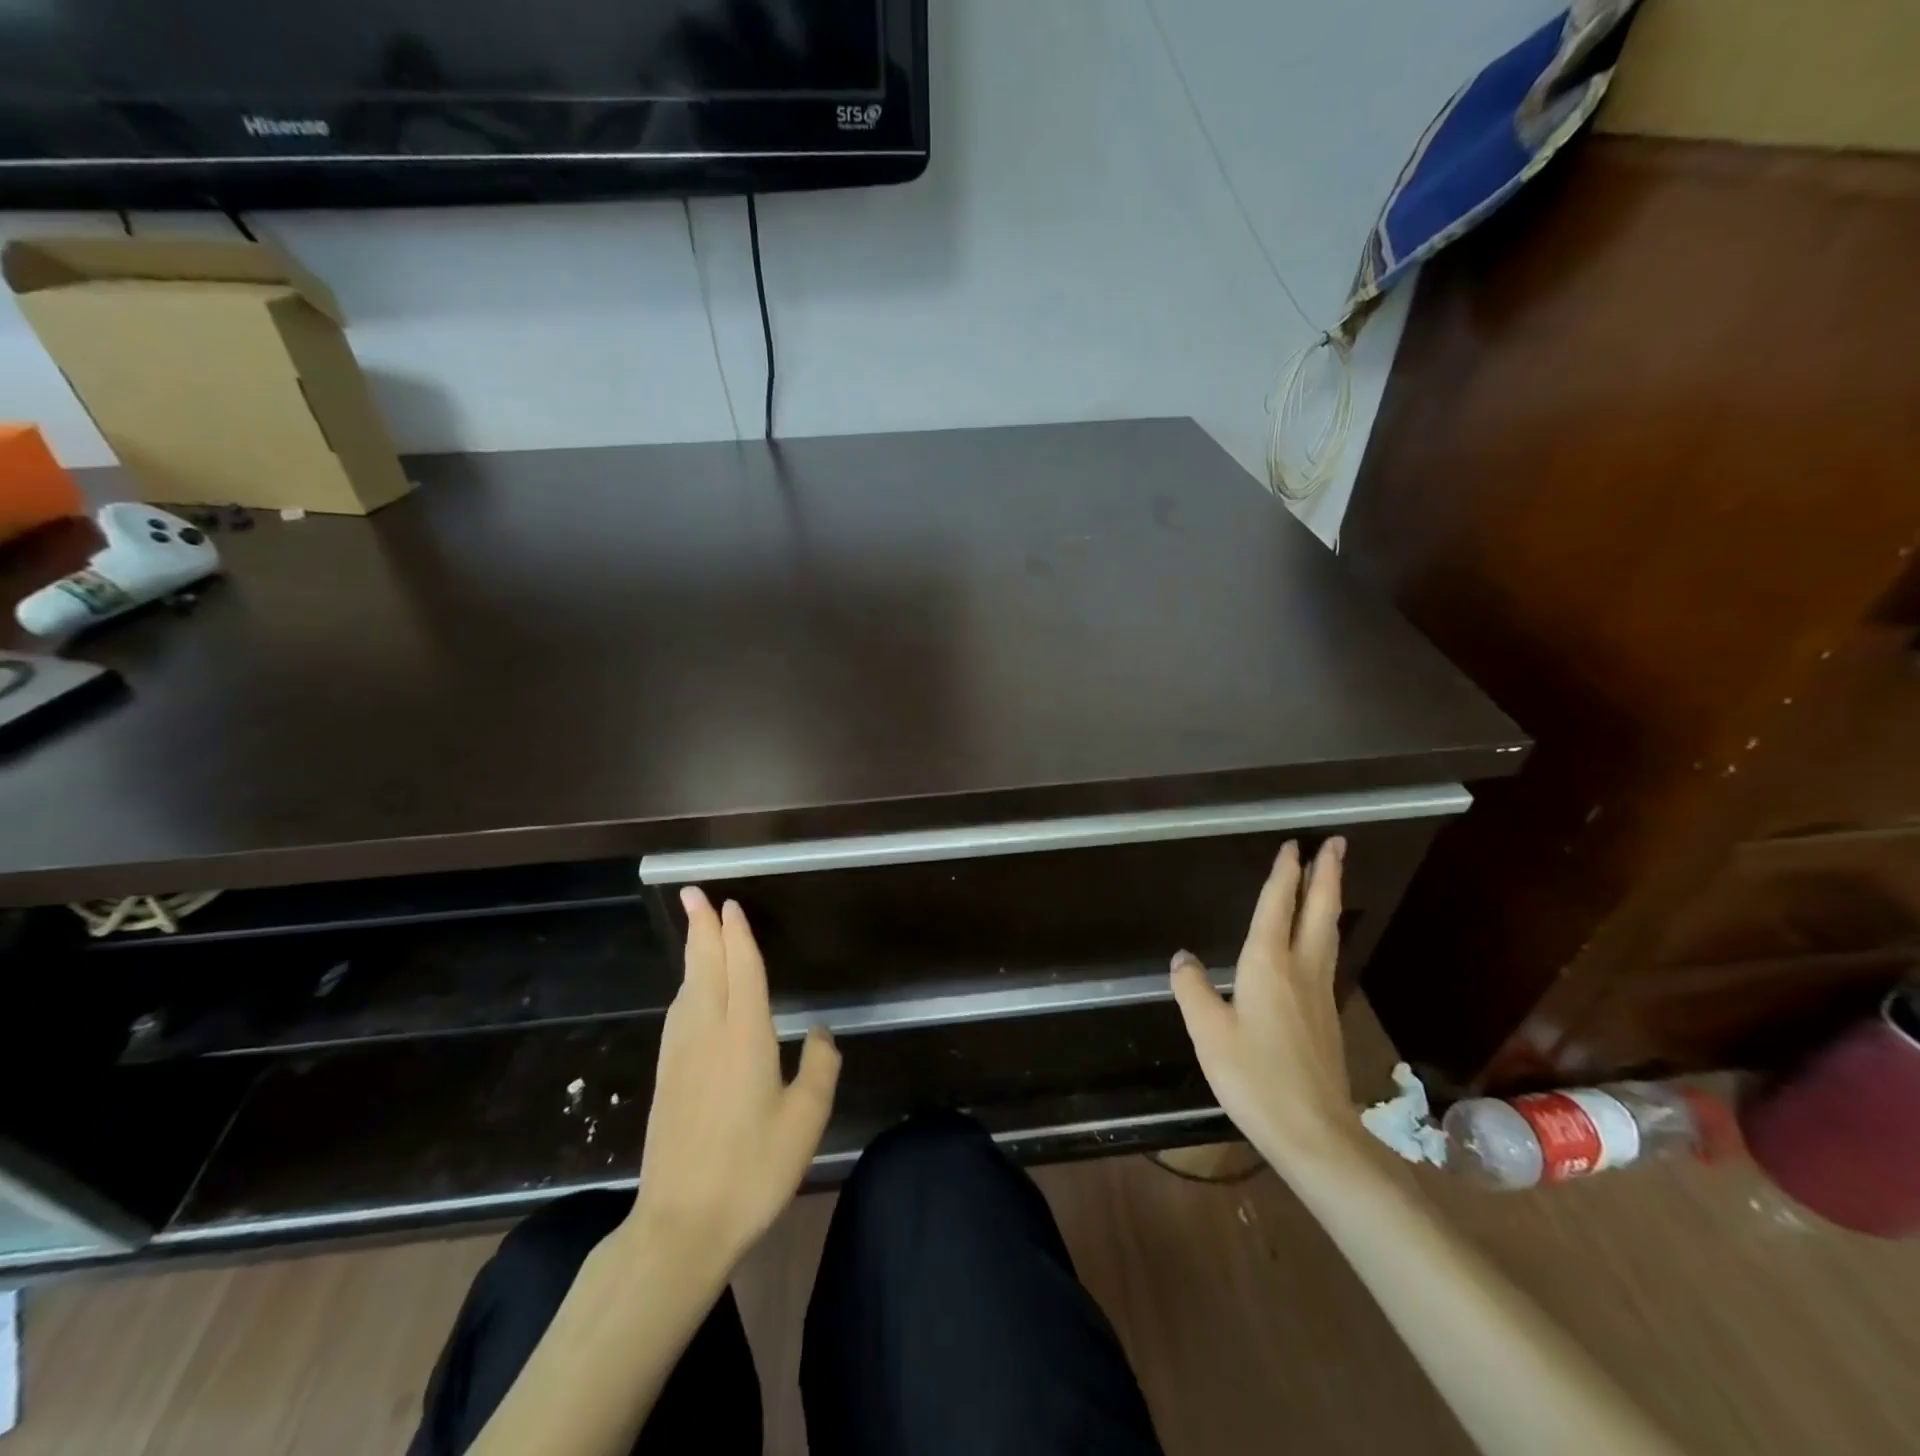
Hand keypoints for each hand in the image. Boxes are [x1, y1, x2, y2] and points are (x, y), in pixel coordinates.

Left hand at [625, 887, 840, 1275]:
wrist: (680, 1226)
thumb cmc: (751, 1170)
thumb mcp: (805, 1120)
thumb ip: (819, 1067)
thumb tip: (821, 1031)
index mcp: (745, 1036)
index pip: (742, 970)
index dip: (736, 935)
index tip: (729, 905)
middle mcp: (708, 1033)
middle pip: (705, 968)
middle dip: (701, 928)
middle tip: (692, 893)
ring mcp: (681, 1055)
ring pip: (687, 989)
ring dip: (692, 955)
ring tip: (695, 930)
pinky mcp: (666, 1077)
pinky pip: (678, 1013)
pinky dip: (685, 988)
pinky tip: (687, 992)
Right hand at [1170, 838, 1361, 1175]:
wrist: (1314, 1133)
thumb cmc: (1254, 1077)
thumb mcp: (1207, 1031)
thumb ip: (1192, 988)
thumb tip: (1183, 958)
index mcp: (1268, 964)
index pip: (1277, 906)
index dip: (1285, 874)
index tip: (1294, 845)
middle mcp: (1300, 970)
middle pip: (1319, 911)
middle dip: (1327, 875)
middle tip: (1337, 843)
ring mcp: (1320, 994)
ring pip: (1327, 933)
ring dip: (1330, 899)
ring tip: (1332, 879)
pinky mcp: (1326, 1017)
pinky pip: (1326, 956)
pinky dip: (1324, 931)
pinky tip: (1318, 940)